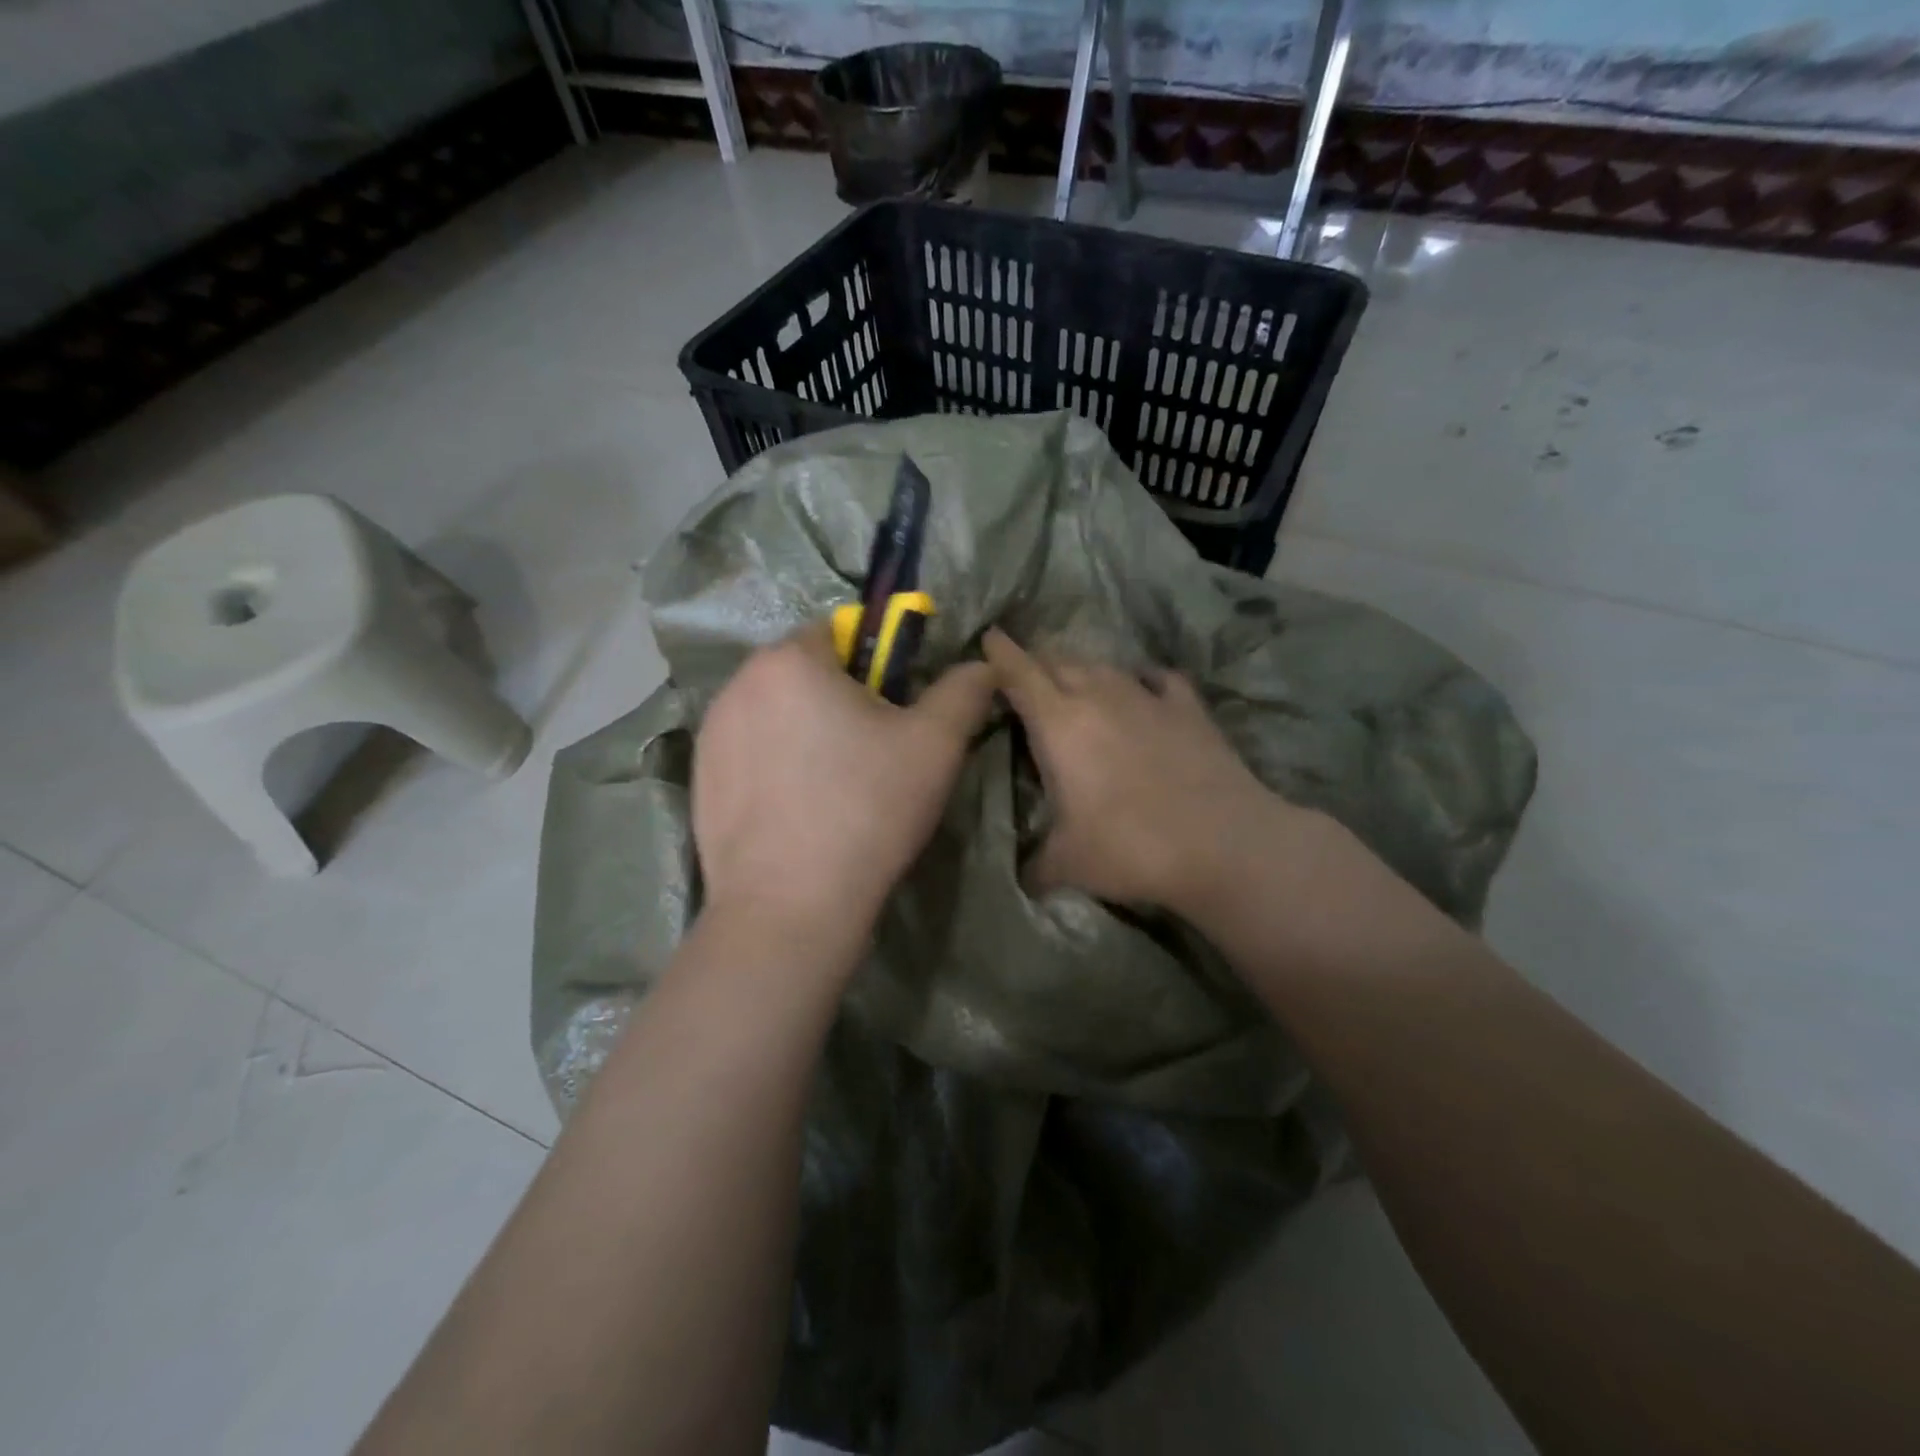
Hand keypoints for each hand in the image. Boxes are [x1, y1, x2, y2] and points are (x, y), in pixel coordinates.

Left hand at [693, 624, 996, 958]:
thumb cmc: (867, 810)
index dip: (874, 665)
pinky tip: (797, 810)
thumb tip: (983, 665)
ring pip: (774, 712)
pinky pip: (749, 751)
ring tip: (833, 788)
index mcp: (790, 660)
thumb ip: (964, 691)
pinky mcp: (699, 779)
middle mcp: (738, 683)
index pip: (839, 632)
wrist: (789, 907)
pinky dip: (774, 765)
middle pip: (803, 672)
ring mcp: (709, 733)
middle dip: (837, 697)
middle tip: (871, 753)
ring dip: (804, 730)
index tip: (892, 712)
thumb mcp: (935, 745)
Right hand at [983, 627, 1285, 914]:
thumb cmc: (1129, 848)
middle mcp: (1099, 696)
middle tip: (1025, 681)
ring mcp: (1147, 697)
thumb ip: (1034, 865)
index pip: (1019, 673)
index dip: (999, 653)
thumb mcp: (1066, 865)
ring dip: (1083, 672)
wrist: (1222, 844)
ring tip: (1076, 687)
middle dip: (1036, 665)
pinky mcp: (1188, 707)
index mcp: (1059, 724)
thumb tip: (1021, 879)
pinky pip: (1158, 679)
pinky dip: (1142, 680)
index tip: (988, 637)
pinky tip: (1144, 691)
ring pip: (1104, 667)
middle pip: (1059, 662)